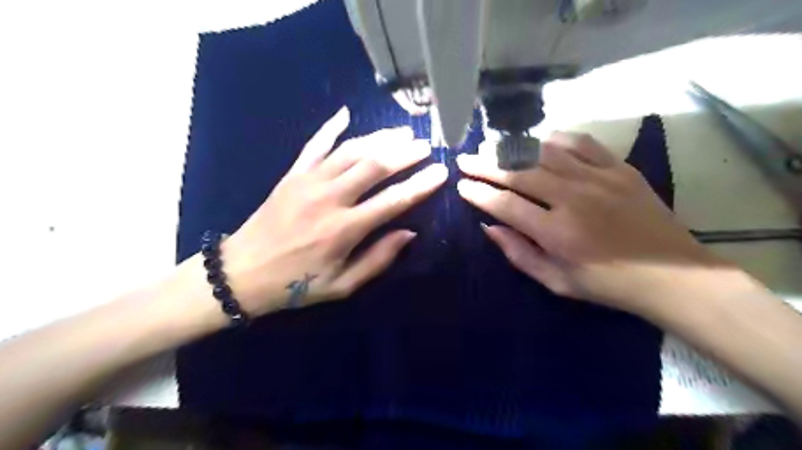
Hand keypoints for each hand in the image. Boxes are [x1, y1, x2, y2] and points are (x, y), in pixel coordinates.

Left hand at [219, 105, 447, 314]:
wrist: (241, 273)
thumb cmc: (296, 284)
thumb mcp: (342, 286)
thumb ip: (378, 259)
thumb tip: (409, 233)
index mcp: (344, 228)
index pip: (393, 200)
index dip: (420, 185)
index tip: (440, 172)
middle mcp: (330, 198)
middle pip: (374, 165)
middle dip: (405, 153)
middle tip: (425, 145)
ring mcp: (309, 181)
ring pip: (351, 150)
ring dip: (379, 138)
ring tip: (402, 132)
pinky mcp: (292, 174)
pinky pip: (314, 145)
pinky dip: (330, 127)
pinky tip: (345, 113)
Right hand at [458, 132, 719, 313]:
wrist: (671, 275)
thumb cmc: (608, 284)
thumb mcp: (556, 281)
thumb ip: (519, 253)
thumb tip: (489, 227)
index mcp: (555, 231)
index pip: (504, 204)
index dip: (478, 193)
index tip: (461, 185)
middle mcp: (572, 198)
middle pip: (518, 173)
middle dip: (485, 165)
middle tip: (465, 159)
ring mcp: (598, 178)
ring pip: (545, 153)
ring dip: (514, 149)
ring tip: (493, 148)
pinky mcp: (619, 169)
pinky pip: (581, 143)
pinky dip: (557, 140)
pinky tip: (542, 141)